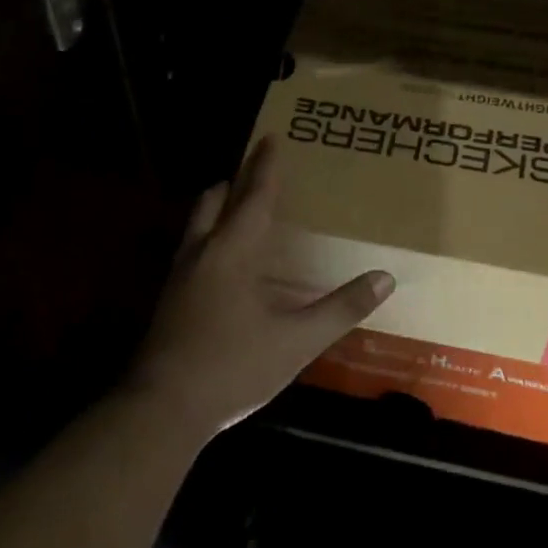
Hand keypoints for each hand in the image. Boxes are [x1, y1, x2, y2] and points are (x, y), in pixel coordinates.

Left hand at [128, 136, 395, 437]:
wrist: (161, 410)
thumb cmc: (233, 367)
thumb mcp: (297, 341)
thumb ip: (341, 308)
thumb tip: (385, 278)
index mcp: (233, 250)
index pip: (254, 195)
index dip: (265, 165)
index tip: (271, 136)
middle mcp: (202, 252)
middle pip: (214, 199)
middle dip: (234, 181)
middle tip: (257, 175)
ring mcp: (179, 276)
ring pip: (198, 224)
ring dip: (219, 209)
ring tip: (243, 214)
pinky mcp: (169, 300)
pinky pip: (192, 249)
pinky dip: (211, 238)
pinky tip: (227, 265)